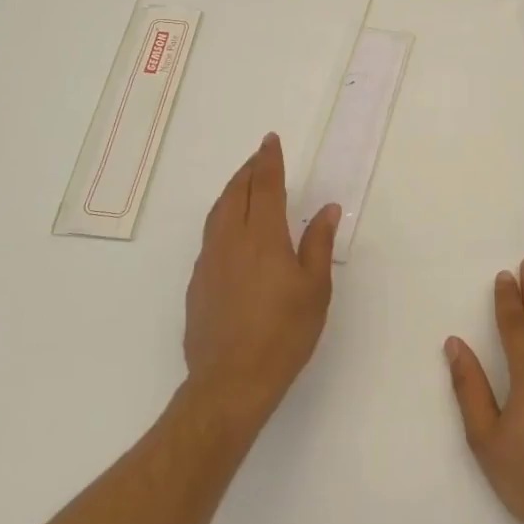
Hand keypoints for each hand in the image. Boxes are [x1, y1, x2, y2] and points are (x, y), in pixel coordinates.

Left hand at [183, 133, 340, 429]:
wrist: (230, 381)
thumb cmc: (283, 334)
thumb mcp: (314, 290)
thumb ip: (318, 244)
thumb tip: (326, 209)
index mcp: (262, 238)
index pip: (265, 186)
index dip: (268, 161)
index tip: (270, 141)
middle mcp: (230, 241)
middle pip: (236, 193)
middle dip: (248, 170)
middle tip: (260, 157)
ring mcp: (209, 261)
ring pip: (218, 213)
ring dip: (232, 191)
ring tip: (245, 184)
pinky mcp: (197, 283)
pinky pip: (210, 236)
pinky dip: (222, 218)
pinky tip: (232, 231)